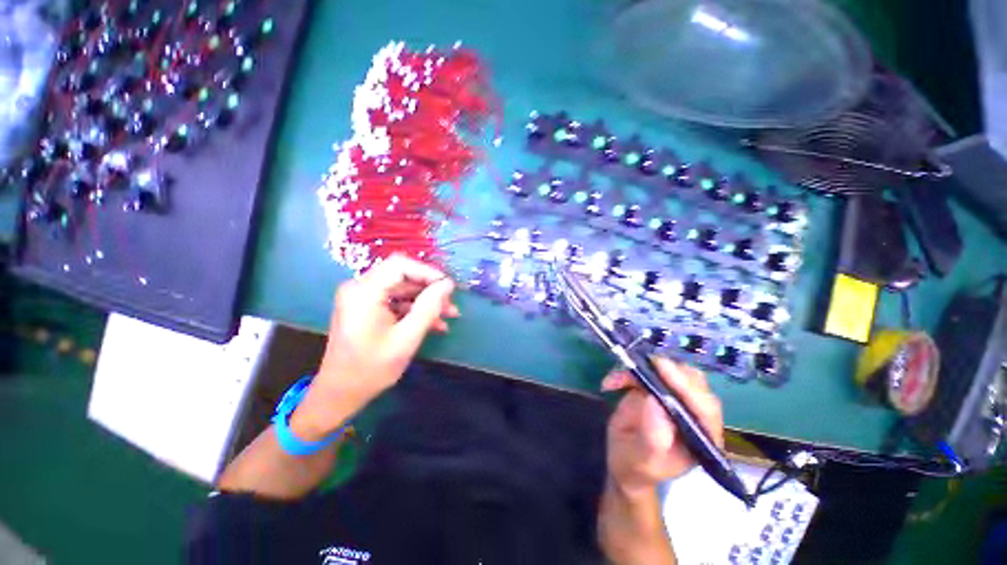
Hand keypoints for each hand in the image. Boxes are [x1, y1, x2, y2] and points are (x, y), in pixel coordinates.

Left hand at [293, 255, 457, 437]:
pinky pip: (396, 300)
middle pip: (403, 276)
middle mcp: (360, 288)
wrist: (339, 393)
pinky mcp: (367, 307)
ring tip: (449, 315)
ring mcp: (363, 297)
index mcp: (364, 292)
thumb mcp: (406, 338)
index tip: (448, 287)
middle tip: (451, 305)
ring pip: (403, 288)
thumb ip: (428, 308)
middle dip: (430, 290)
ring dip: (426, 301)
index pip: (400, 265)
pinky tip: (434, 324)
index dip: (428, 272)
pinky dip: (415, 310)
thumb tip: (447, 284)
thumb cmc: (371, 369)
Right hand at [602, 357, 723, 497]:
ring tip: (620, 378)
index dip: (686, 386)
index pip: (705, 407)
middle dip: (668, 370)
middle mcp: (693, 413)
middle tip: (645, 365)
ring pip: (670, 371)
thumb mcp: (643, 459)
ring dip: (643, 369)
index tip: (663, 369)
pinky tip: (610, 384)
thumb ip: (653, 437)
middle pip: (692, 382)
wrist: (622, 461)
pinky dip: (626, 373)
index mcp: (702, 436)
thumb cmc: (636, 467)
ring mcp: (674, 398)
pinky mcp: (655, 388)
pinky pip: (644, 371)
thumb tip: (655, 402)